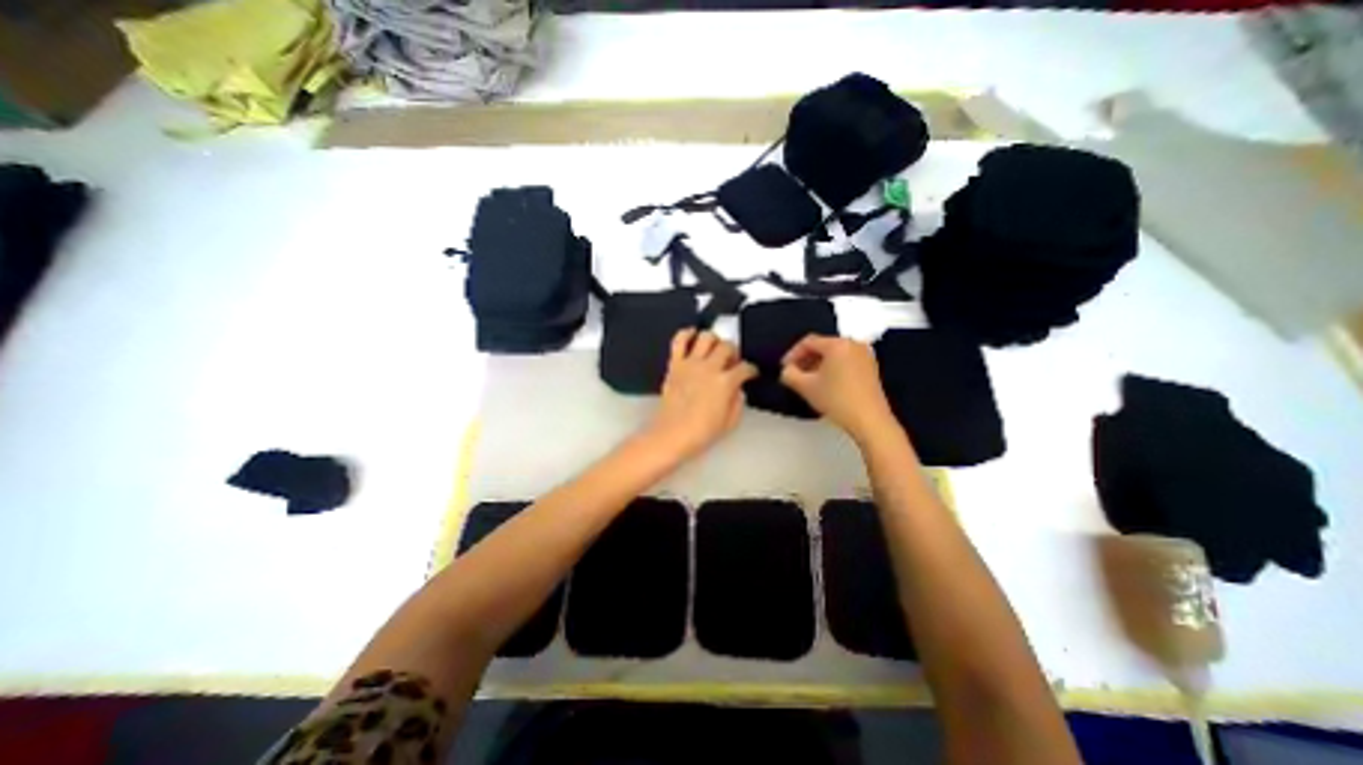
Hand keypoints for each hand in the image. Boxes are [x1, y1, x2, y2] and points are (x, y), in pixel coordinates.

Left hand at [644, 327, 761, 458]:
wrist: (671, 435)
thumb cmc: (702, 433)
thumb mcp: (730, 422)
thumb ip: (738, 402)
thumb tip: (737, 389)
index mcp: (725, 383)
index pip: (745, 368)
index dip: (751, 370)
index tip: (751, 373)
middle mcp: (709, 367)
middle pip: (727, 346)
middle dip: (734, 352)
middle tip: (731, 362)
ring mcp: (690, 363)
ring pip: (706, 337)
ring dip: (714, 340)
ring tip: (714, 350)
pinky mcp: (674, 364)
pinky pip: (679, 340)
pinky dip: (686, 334)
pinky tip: (693, 336)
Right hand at [784, 335, 901, 442]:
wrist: (869, 420)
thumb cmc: (836, 399)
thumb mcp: (806, 387)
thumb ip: (789, 374)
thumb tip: (787, 370)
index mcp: (838, 344)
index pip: (809, 342)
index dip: (792, 354)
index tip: (784, 368)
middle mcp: (853, 344)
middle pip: (823, 346)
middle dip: (806, 359)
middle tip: (794, 374)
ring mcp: (865, 356)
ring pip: (834, 354)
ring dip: (818, 364)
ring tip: (807, 380)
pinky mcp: (871, 368)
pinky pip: (845, 361)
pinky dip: (832, 368)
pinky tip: (825, 383)